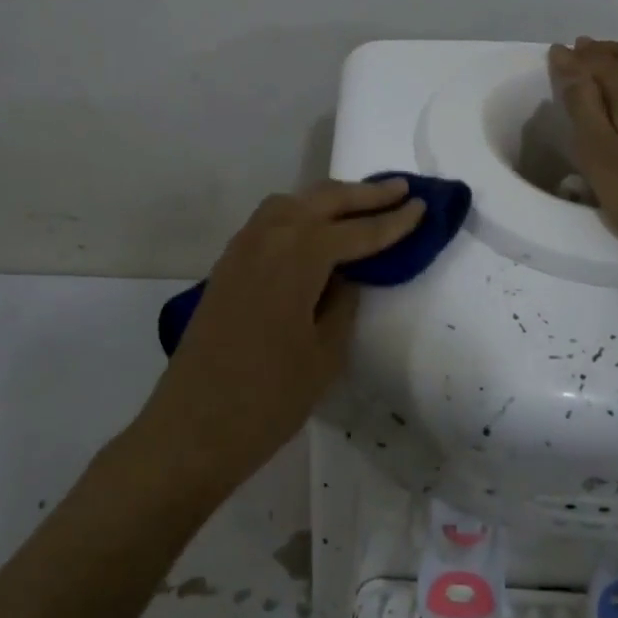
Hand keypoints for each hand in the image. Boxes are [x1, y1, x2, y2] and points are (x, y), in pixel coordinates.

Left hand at [141, 179, 424, 489]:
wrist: (193, 428)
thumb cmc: (268, 398)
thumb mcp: (324, 353)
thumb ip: (342, 303)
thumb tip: (346, 276)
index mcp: (297, 257)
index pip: (356, 232)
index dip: (393, 222)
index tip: (424, 206)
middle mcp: (267, 239)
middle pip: (322, 201)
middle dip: (364, 194)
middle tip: (402, 189)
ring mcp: (241, 250)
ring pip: (290, 204)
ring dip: (328, 199)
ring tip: (360, 203)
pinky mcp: (227, 267)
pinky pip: (268, 223)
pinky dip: (298, 214)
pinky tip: (313, 231)